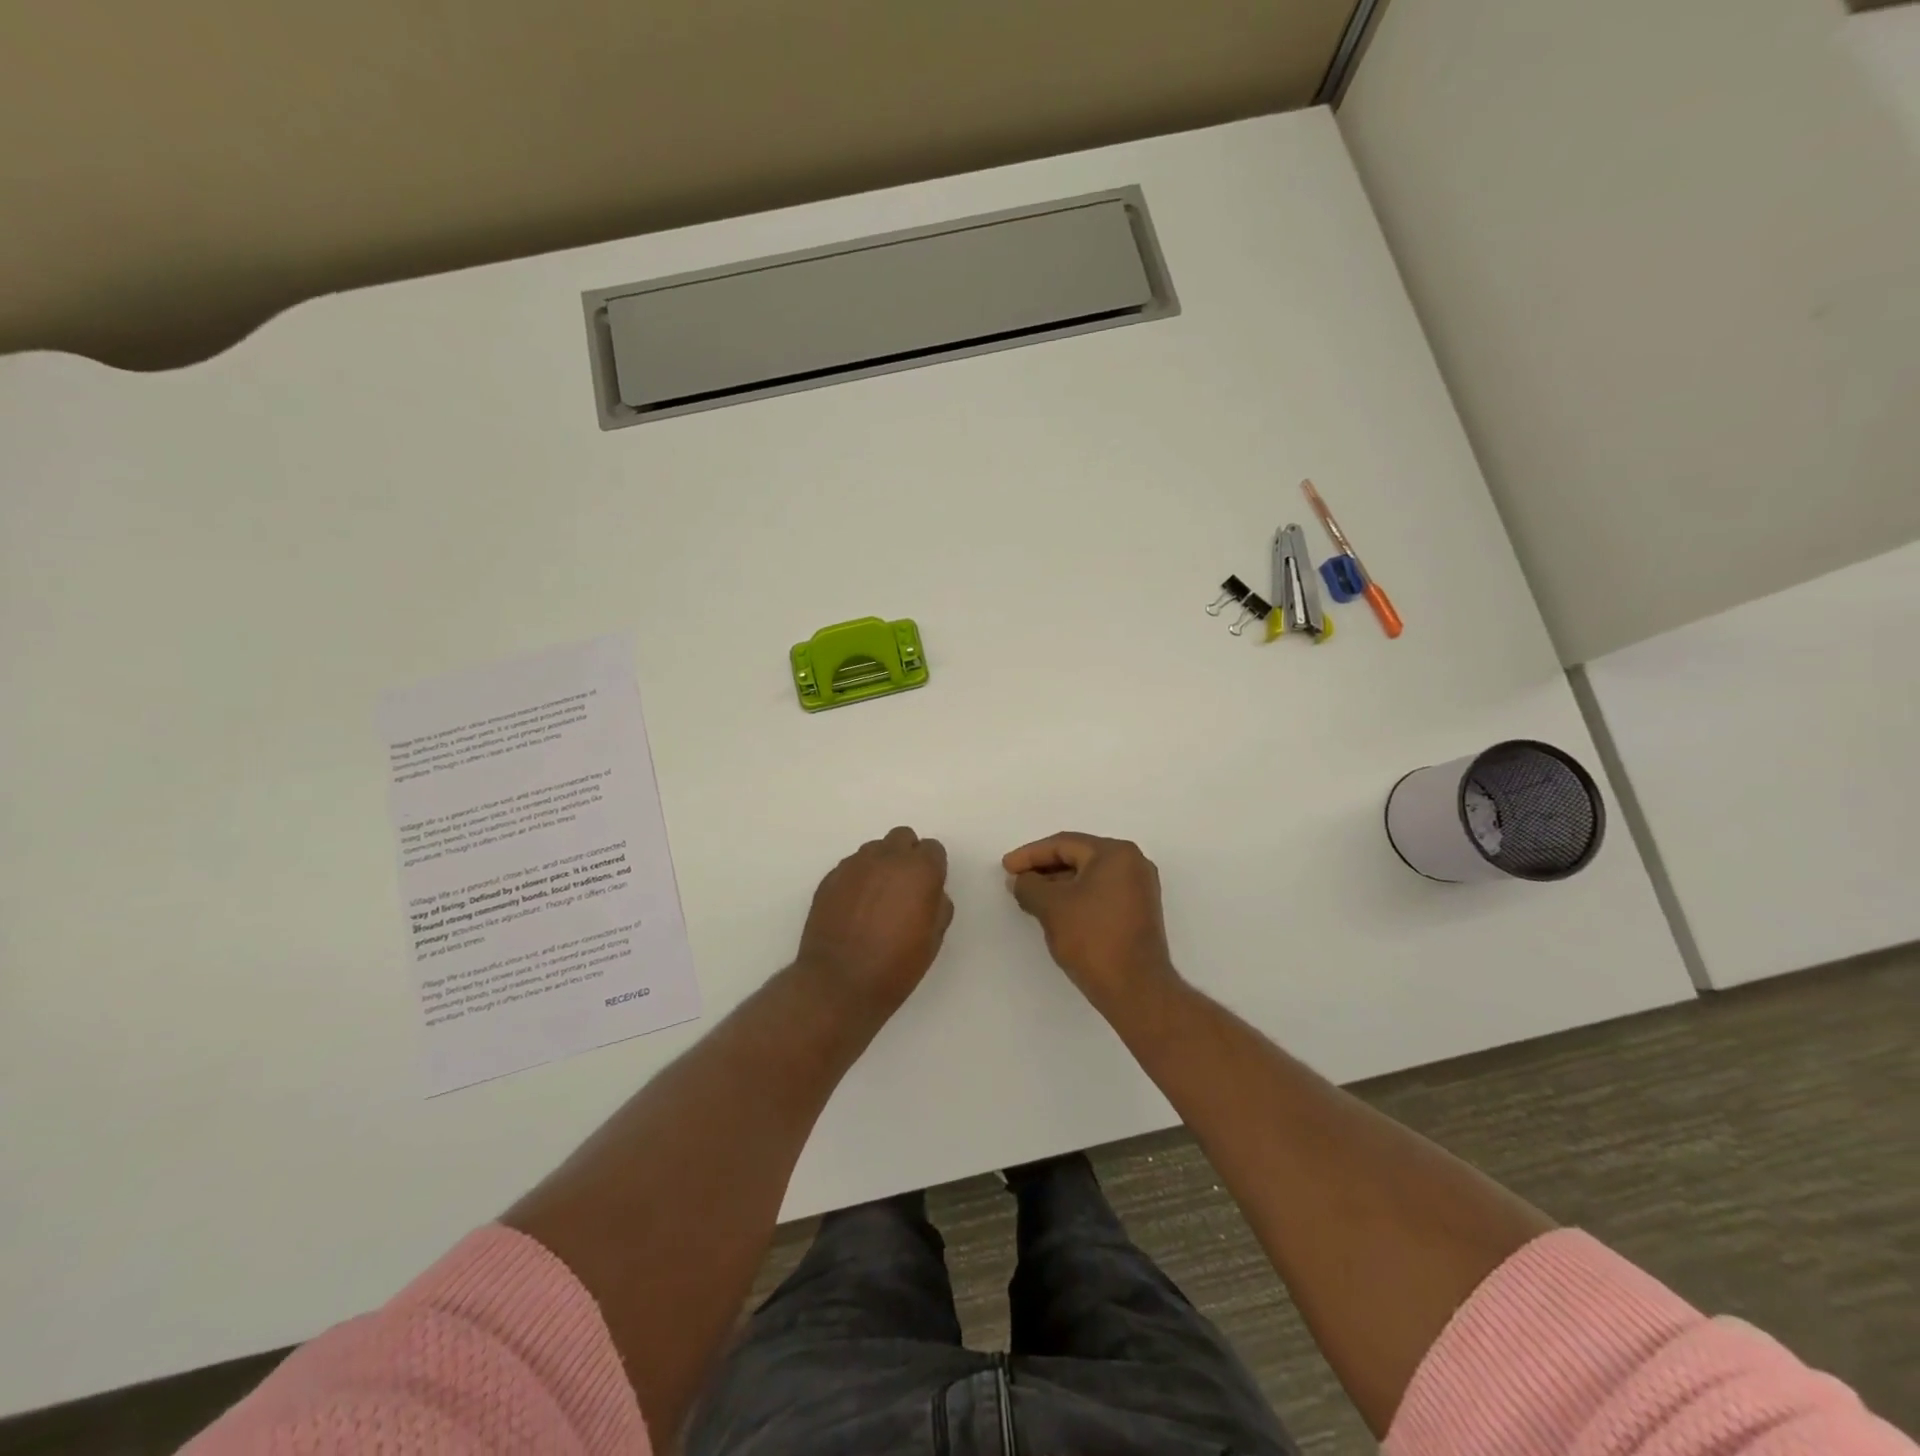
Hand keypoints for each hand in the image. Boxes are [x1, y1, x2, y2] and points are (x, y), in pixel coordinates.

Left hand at [797, 826, 952, 1014]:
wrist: (838, 983)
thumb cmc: (895, 966)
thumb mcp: (933, 940)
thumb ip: (938, 905)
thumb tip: (931, 893)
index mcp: (919, 870)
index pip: (933, 849)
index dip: (933, 868)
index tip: (928, 889)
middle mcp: (886, 858)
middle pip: (902, 838)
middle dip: (907, 856)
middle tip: (904, 888)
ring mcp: (854, 865)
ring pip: (874, 849)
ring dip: (881, 865)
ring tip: (876, 898)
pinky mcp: (830, 878)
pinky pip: (851, 866)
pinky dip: (857, 878)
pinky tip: (855, 907)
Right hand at [1002, 832, 1179, 1011]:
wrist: (1136, 989)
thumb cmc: (1092, 938)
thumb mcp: (1051, 907)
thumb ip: (1029, 885)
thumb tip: (1020, 880)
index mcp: (1116, 853)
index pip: (1064, 844)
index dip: (1030, 855)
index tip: (1006, 867)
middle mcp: (1133, 863)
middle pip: (1078, 857)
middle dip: (1044, 869)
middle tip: (1016, 880)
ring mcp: (1139, 888)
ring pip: (1089, 877)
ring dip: (1058, 885)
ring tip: (1030, 897)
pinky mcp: (1138, 912)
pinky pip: (1100, 893)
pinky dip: (1076, 898)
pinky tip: (1055, 911)